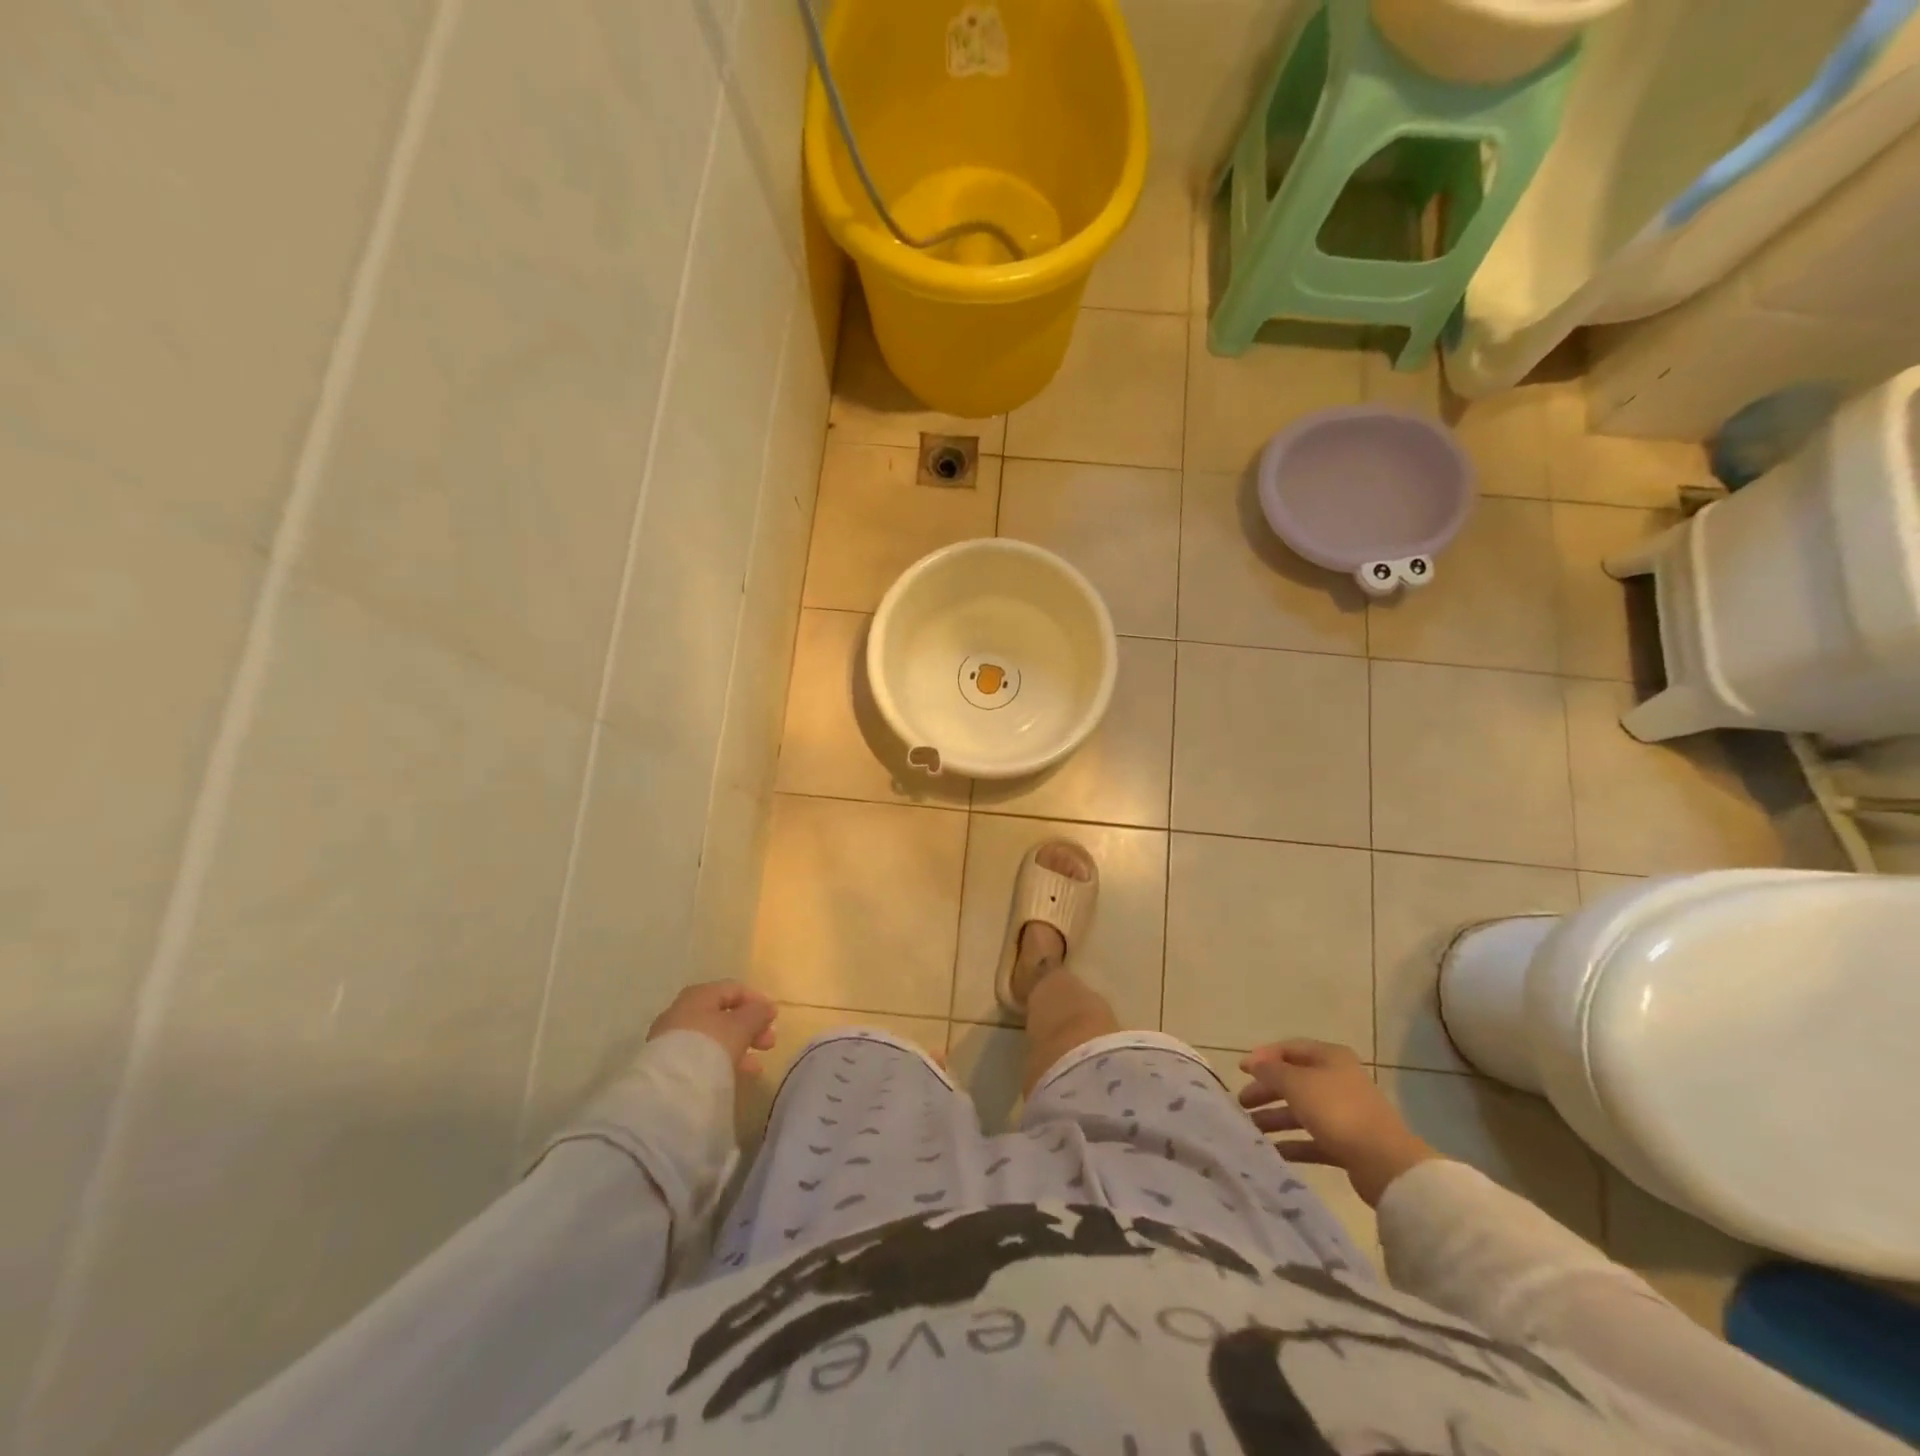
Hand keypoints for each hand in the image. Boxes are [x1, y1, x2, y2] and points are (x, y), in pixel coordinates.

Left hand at [648, 981, 777, 1072]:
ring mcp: (672, 1039)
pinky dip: (721, 1060)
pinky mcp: (669, 1064)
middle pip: (723, 1014)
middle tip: (769, 1042)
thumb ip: (757, 1012)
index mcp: (699, 994)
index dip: (757, 1000)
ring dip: (738, 1046)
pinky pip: (702, 1056)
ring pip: (713, 1037)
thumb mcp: (742, 1025)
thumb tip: (766, 1007)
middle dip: (750, 1027)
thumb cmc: (711, 1044)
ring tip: (756, 1065)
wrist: (671, 1087)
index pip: (733, 989)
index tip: (774, 1018)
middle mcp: (682, 1011)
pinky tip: (737, 1075)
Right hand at [1239, 1038, 1440, 1206]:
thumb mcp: (1296, 1083)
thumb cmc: (1336, 1110)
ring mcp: (1344, 1112)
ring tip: (1252, 1129)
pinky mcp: (1347, 1143)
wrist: (1385, 1162)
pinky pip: (1313, 1138)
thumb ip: (1271, 1071)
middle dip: (1266, 1090)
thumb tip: (1253, 1062)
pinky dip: (1293, 1143)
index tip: (1240, 1070)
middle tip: (1242, 1103)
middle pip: (1294, 1081)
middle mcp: (1337, 1080)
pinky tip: (1274, 1151)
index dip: (1263, 1057)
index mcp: (1330, 1057)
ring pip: (1302, 1110)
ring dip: (1276, 1118)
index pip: (1289, 1049)